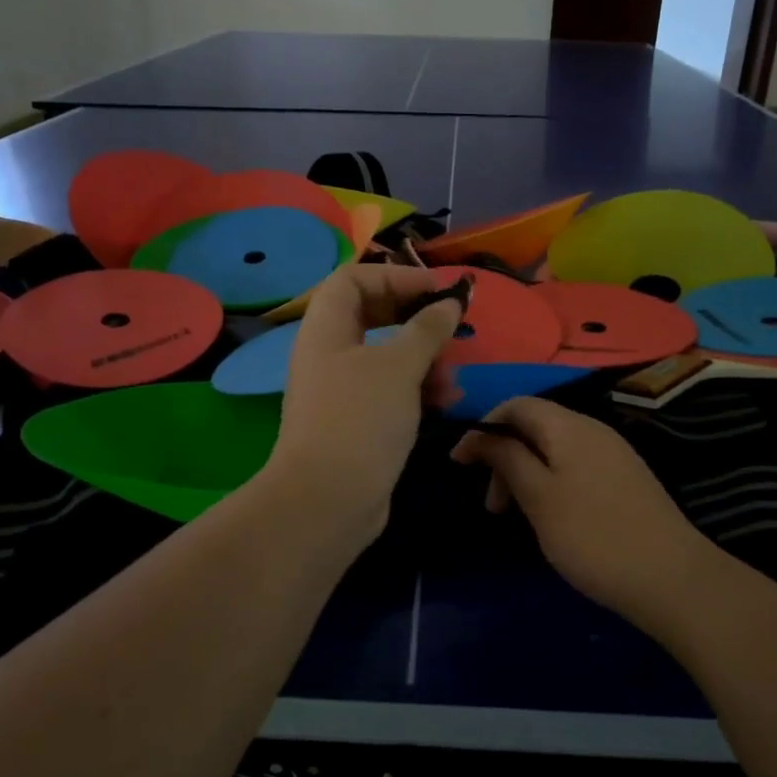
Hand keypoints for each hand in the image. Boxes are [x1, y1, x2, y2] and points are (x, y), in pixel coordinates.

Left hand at [264, 264, 462, 543]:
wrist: (328, 500)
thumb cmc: (360, 418)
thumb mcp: (399, 366)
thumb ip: (428, 329)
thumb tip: (450, 302)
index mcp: (326, 329)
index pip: (353, 279)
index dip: (394, 276)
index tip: (435, 290)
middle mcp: (329, 354)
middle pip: (372, 316)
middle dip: (415, 320)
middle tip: (449, 328)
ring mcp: (341, 390)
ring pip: (386, 357)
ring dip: (423, 360)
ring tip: (450, 379)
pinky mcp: (357, 422)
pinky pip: (390, 391)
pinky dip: (417, 390)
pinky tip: (444, 402)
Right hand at [451, 398, 723, 633]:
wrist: (672, 578)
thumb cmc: (593, 536)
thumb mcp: (538, 497)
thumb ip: (507, 458)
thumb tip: (482, 434)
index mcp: (569, 426)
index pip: (516, 405)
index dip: (483, 428)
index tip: (459, 464)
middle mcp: (593, 430)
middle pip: (534, 427)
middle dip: (504, 458)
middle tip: (492, 506)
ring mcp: (613, 455)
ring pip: (554, 451)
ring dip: (525, 475)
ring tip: (516, 518)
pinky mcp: (625, 480)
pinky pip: (575, 468)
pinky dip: (550, 484)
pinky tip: (551, 519)